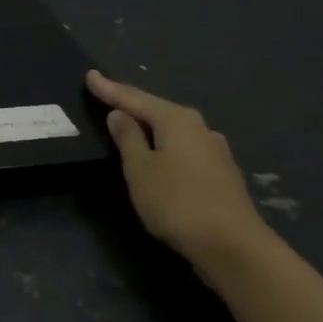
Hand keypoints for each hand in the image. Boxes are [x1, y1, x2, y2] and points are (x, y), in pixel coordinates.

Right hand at [85, 71, 271, 277]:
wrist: (233, 246)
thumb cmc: (177, 202)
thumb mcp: (140, 169)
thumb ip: (128, 138)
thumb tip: (119, 114)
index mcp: (177, 121)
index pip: (134, 98)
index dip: (109, 89)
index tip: (89, 75)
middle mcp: (200, 128)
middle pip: (157, 110)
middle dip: (132, 103)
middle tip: (107, 95)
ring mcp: (214, 151)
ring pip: (173, 129)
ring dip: (150, 125)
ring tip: (129, 122)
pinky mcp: (220, 173)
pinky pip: (183, 147)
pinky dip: (164, 144)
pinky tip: (158, 152)